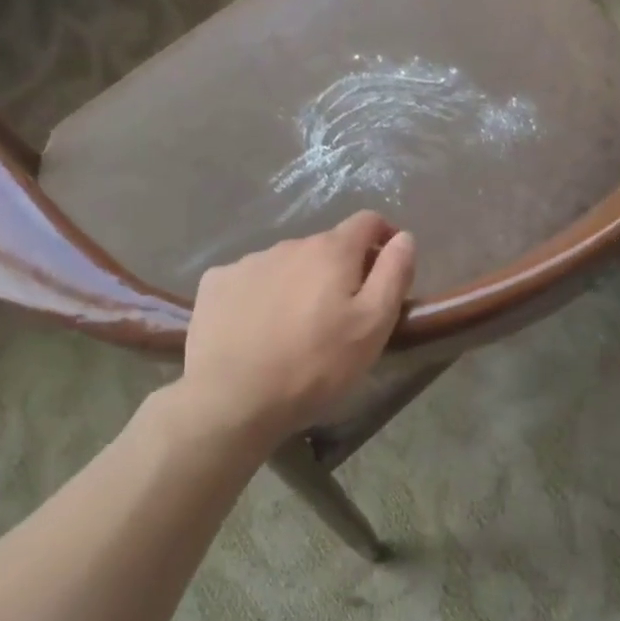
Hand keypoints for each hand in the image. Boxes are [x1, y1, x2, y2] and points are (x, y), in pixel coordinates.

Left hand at [176, 212, 416, 443]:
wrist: (233, 399)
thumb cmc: (315, 365)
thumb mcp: (373, 325)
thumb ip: (393, 274)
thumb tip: (404, 237)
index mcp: (331, 251)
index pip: (367, 221)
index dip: (384, 237)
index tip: (388, 267)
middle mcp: (288, 245)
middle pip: (325, 246)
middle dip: (340, 269)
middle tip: (342, 314)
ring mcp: (246, 262)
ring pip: (286, 264)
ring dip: (299, 283)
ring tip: (296, 327)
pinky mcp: (215, 284)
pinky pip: (249, 280)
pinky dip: (260, 295)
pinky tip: (256, 329)